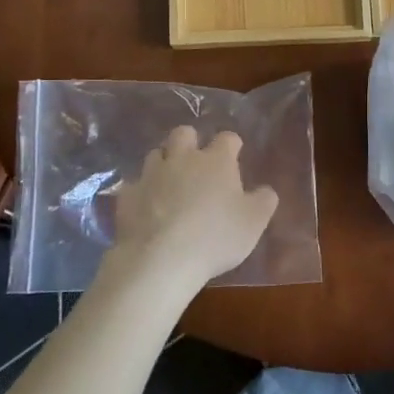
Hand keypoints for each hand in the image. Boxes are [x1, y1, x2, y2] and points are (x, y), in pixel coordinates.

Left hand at [102, 127, 278, 297]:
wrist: (160, 260)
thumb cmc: (216, 237)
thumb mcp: (254, 222)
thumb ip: (263, 201)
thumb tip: (265, 190)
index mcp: (216, 161)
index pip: (227, 138)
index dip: (232, 145)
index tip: (235, 155)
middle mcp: (182, 158)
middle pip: (184, 133)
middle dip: (190, 141)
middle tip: (196, 161)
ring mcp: (151, 175)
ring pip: (156, 154)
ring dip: (164, 163)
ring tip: (170, 183)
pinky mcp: (127, 196)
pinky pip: (135, 185)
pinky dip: (142, 192)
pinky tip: (146, 208)